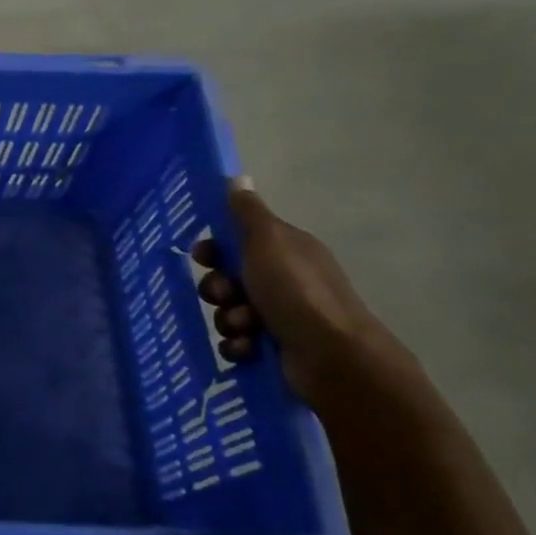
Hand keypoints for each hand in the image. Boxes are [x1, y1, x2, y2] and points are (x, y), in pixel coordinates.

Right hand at [193, 178, 385, 402]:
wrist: (333, 357)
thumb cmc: (297, 291)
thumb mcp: (268, 241)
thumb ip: (247, 212)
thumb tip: (237, 178)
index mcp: (286, 251)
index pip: (237, 241)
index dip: (215, 249)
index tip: (202, 256)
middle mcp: (285, 280)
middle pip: (228, 278)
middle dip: (218, 288)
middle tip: (226, 295)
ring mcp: (281, 316)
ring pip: (229, 311)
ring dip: (228, 319)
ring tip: (245, 327)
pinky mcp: (275, 348)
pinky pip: (237, 341)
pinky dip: (237, 345)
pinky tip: (247, 348)